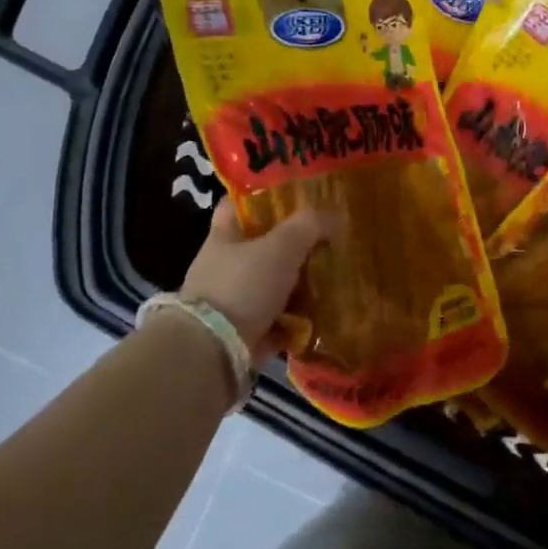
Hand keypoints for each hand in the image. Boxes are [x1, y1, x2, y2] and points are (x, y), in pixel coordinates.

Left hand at [181, 200, 329, 362]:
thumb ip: (308, 226)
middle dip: (291, 245)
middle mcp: (223, 268)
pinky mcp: (244, 335)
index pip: (236, 205)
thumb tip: (333, 216)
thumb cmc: (243, 286)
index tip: (292, 196)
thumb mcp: (281, 246)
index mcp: (223, 238)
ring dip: (297, 285)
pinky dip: (296, 321)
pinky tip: (323, 315)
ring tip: (332, 278)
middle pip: (260, 248)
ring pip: (271, 285)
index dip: (261, 197)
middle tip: (326, 239)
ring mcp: (232, 303)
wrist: (214, 352)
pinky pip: (277, 321)